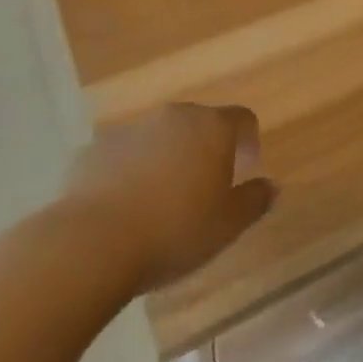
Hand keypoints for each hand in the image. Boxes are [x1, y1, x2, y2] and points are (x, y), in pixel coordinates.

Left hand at [57, 104, 277, 293]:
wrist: (90, 244)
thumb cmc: (174, 231)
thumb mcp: (228, 225)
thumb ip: (255, 201)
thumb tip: (271, 186)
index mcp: (211, 127)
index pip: (242, 119)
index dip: (249, 141)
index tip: (247, 168)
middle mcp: (173, 117)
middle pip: (199, 124)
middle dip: (206, 149)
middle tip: (205, 187)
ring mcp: (130, 130)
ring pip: (159, 138)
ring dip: (167, 159)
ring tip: (161, 201)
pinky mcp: (93, 151)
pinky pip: (122, 156)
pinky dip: (129, 172)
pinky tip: (123, 208)